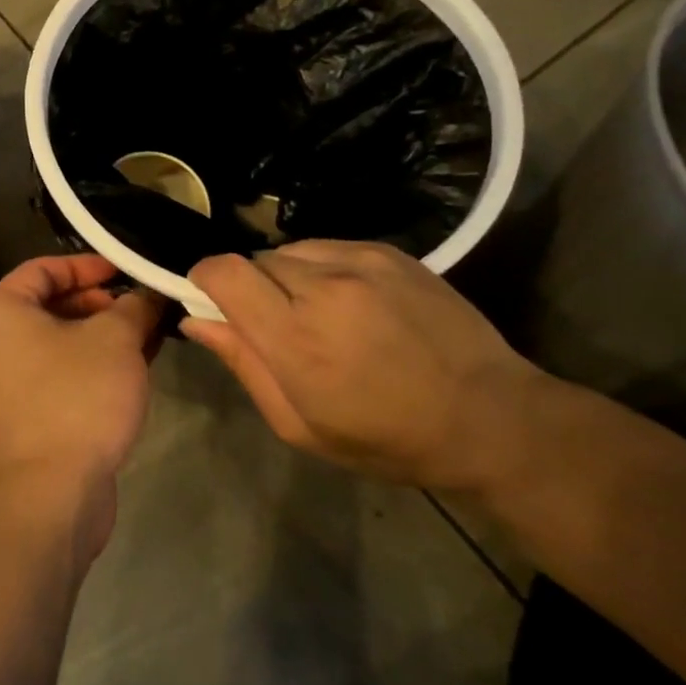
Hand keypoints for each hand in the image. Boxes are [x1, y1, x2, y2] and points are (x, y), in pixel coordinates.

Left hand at [0, 256, 164, 558]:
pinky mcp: (24, 425)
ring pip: (59, 348)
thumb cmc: (74, 399)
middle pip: (50, 308)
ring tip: (147, 338)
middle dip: (100, 305)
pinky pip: (59, 382)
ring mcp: (5, 390)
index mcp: (0, 313)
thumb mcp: (115, 340)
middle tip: (141, 309)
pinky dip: (92, 372)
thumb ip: (134, 307)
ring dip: (101, 340)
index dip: (86, 265)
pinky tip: (132, 376)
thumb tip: (148, 295)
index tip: (125, 272)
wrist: (45, 501)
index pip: (42, 269)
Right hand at [181, 241, 540, 489]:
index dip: (205, 279)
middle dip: (253, 288)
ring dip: (289, 277)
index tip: (211, 300)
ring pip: (291, 251)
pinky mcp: (387, 250)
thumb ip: (244, 365)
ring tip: (321, 314)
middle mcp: (324, 286)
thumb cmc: (387, 438)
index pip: (224, 272)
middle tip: (280, 326)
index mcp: (297, 339)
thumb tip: (196, 321)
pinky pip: (329, 246)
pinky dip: (324, 268)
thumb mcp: (302, 425)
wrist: (489, 416)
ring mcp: (360, 261)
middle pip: (255, 261)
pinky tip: (353, 302)